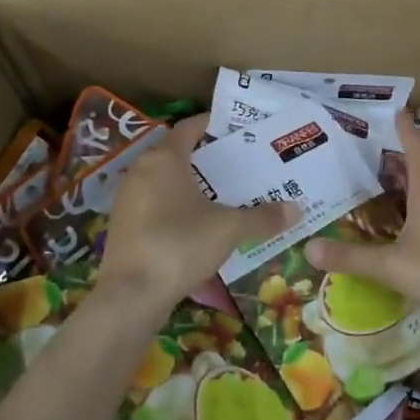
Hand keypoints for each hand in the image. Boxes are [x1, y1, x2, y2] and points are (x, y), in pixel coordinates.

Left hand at [99, 116, 294, 310]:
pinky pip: (154, 205)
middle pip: (176, 154)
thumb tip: (296, 209)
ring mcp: (127, 200)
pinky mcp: (123, 226)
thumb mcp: (229, 229)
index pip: (189, 127)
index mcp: (164, 159)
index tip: (236, 130)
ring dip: (190, 185)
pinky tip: (197, 225)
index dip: (212, 125)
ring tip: (222, 195)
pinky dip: (175, 207)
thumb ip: (262, 217)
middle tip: (238, 166)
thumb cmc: (181, 244)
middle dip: (206, 159)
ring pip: (163, 181)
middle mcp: (140, 171)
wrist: (132, 294)